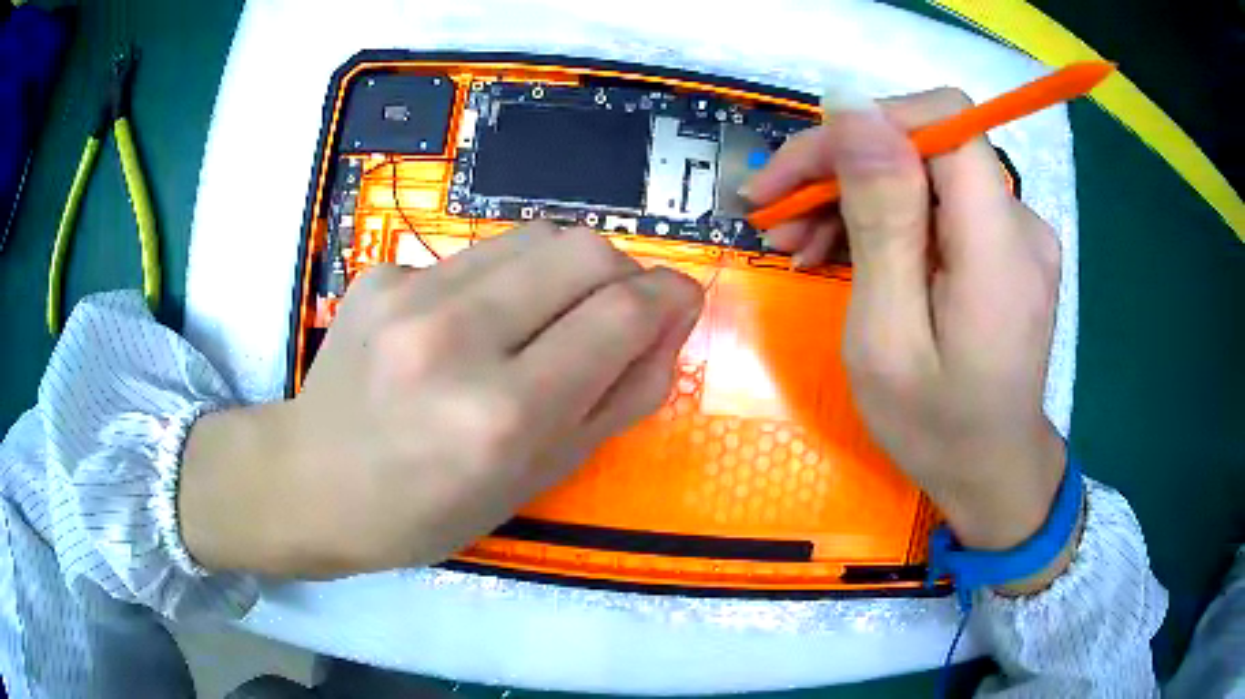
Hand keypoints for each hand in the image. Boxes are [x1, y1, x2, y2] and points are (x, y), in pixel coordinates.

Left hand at [180, 223, 702, 577]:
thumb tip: (668, 329)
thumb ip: (618, 401)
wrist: (310, 481)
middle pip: (583, 249)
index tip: (682, 300)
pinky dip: (507, 279)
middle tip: (618, 312)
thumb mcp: (536, 481)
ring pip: (535, 236)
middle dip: (624, 272)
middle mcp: (454, 336)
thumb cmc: (427, 510)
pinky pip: (479, 254)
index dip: (669, 297)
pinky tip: (475, 323)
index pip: (619, 315)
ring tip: (550, 317)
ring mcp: (409, 291)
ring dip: (568, 269)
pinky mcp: (382, 271)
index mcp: (501, 414)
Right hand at [747, 89, 1069, 569]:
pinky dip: (887, 220)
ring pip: (925, 173)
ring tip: (798, 246)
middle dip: (843, 167)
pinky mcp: (1005, 247)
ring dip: (855, 196)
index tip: (799, 173)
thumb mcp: (888, 336)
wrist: (992, 475)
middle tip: (775, 217)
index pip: (943, 118)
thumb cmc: (936, 427)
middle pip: (926, 144)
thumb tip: (852, 108)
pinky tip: (843, 253)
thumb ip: (880, 218)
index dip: (867, 125)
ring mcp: (1017, 233)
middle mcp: (1020, 221)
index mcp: (1000, 243)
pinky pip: (939, 206)